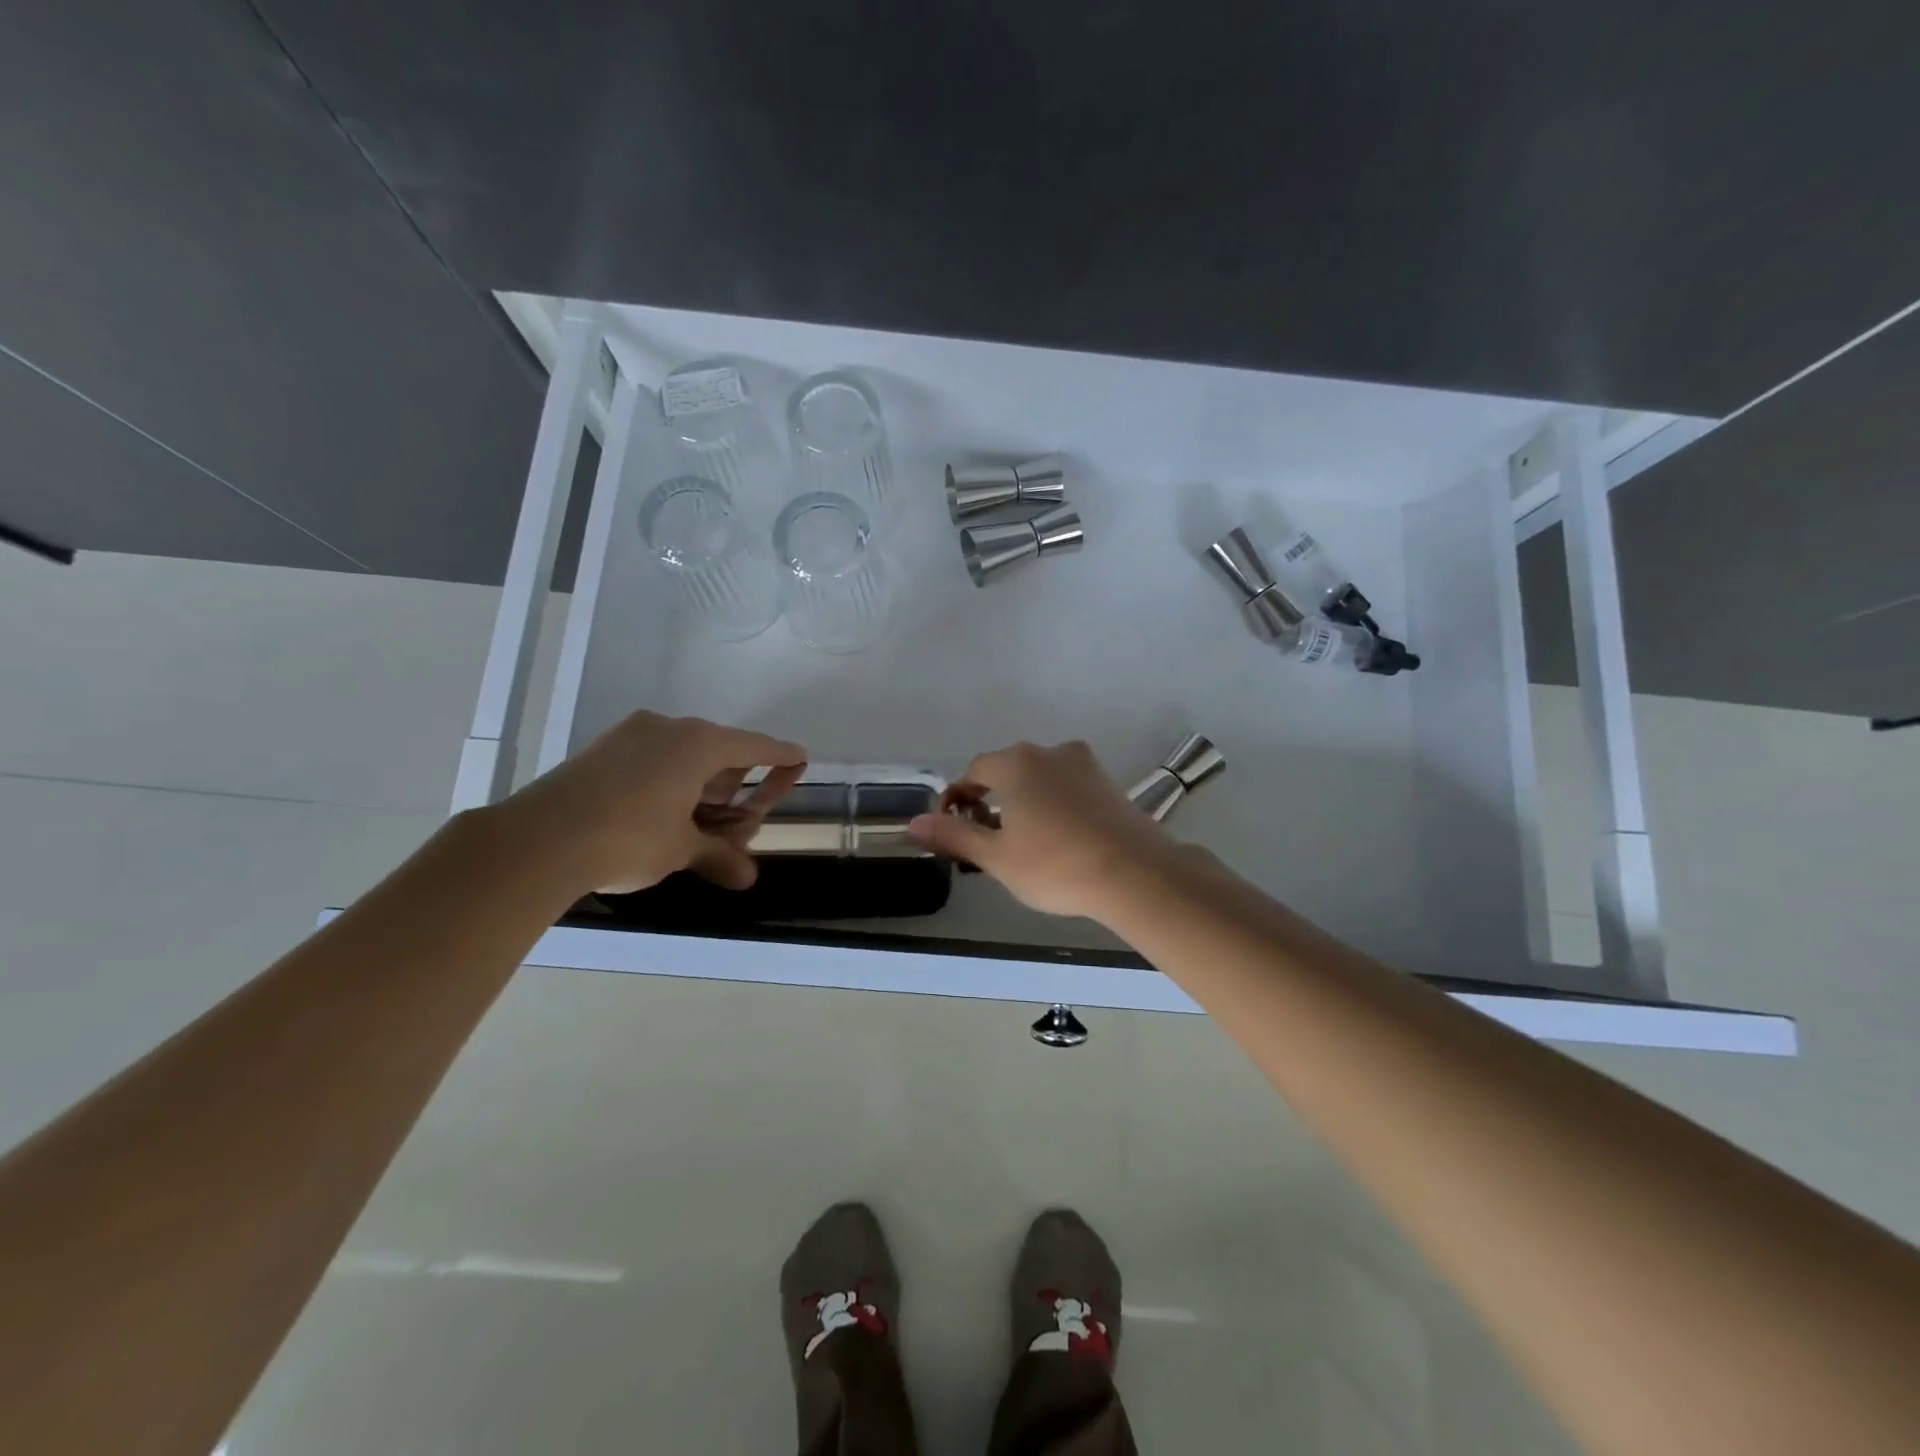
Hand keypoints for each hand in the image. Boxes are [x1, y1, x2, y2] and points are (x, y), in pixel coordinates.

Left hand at [492, 712, 805, 895]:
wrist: (539, 840)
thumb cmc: (629, 838)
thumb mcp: (682, 850)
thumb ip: (719, 856)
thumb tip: (748, 878)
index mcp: (700, 744)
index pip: (755, 746)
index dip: (781, 755)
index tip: (800, 757)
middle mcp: (669, 729)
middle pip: (719, 750)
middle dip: (734, 782)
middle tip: (740, 814)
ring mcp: (630, 735)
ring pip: (682, 754)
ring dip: (699, 784)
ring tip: (700, 819)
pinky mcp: (601, 749)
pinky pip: (651, 758)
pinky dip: (668, 780)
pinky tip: (661, 811)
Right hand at [907, 740, 1178, 919]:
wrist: (1135, 874)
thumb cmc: (1056, 865)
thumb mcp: (997, 857)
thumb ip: (955, 836)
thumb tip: (914, 823)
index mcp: (1017, 763)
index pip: (974, 770)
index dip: (958, 798)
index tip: (955, 829)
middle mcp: (1050, 752)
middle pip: (1008, 770)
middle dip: (992, 799)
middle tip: (990, 839)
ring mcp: (1085, 765)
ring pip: (1041, 777)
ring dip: (1025, 801)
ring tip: (1026, 841)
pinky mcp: (1110, 782)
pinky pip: (1069, 787)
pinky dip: (1055, 804)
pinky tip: (1062, 838)